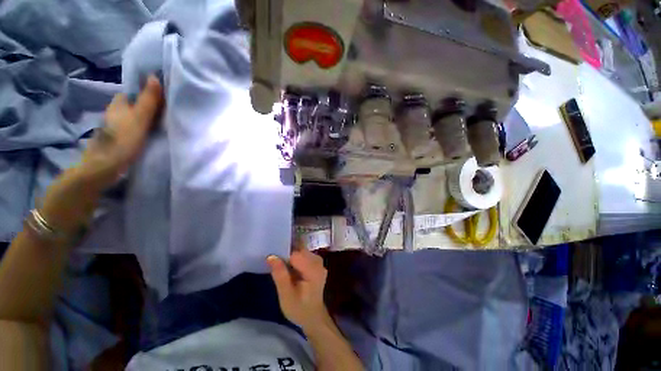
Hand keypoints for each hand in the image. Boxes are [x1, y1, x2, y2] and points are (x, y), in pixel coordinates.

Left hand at [39, 76, 162, 234]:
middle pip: (130, 105)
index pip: (130, 93)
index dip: (144, 92)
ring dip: (143, 118)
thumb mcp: (138, 120)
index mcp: (117, 106)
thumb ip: (148, 101)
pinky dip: (140, 130)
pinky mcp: (117, 143)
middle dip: (144, 106)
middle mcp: (114, 115)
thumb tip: (155, 76)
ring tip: (160, 123)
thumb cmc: (121, 143)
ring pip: (130, 118)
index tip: (161, 96)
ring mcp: (114, 130)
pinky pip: (131, 130)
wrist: (101, 171)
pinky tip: (149, 136)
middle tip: (164, 111)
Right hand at [268, 249, 328, 329]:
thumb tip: (271, 256)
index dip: (284, 256)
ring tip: (283, 268)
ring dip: (291, 257)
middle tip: (276, 265)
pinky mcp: (317, 264)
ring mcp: (319, 262)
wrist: (313, 317)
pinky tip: (291, 269)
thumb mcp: (286, 295)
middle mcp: (319, 262)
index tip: (273, 261)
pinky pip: (305, 255)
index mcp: (313, 270)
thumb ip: (280, 275)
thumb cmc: (299, 308)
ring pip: (302, 251)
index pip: (296, 255)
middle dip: (287, 255)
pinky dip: (296, 259)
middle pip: (300, 251)